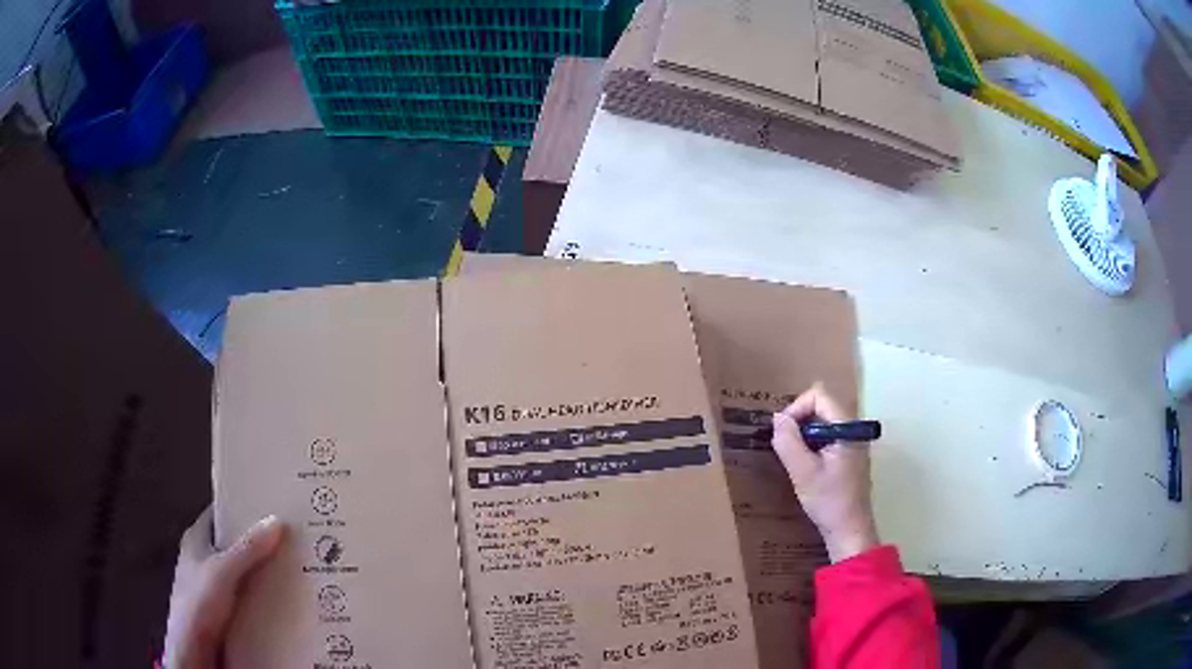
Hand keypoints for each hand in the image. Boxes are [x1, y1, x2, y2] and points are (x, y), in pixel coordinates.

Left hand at [163, 506, 284, 668]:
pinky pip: (247, 597)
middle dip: (260, 544)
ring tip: (297, 569)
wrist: (194, 651)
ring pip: (243, 573)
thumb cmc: (199, 603)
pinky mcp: (224, 611)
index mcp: (195, 540)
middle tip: (292, 540)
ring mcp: (213, 587)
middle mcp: (203, 559)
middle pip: (234, 545)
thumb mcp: (224, 572)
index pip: (220, 514)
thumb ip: (248, 549)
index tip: (271, 507)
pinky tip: (285, 599)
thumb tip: (276, 520)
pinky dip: (263, 596)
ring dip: (264, 573)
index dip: (241, 509)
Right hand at [771, 384, 878, 562]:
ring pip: (823, 420)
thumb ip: (789, 442)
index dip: (797, 407)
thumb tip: (777, 418)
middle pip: (822, 404)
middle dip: (799, 420)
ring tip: (793, 458)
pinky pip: (828, 435)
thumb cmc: (828, 501)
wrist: (850, 530)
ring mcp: (853, 440)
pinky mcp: (849, 453)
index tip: (783, 433)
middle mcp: (854, 427)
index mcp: (847, 427)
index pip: (820, 395)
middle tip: (785, 446)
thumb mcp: (803, 472)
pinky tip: (805, 466)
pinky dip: (812, 443)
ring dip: (804, 433)